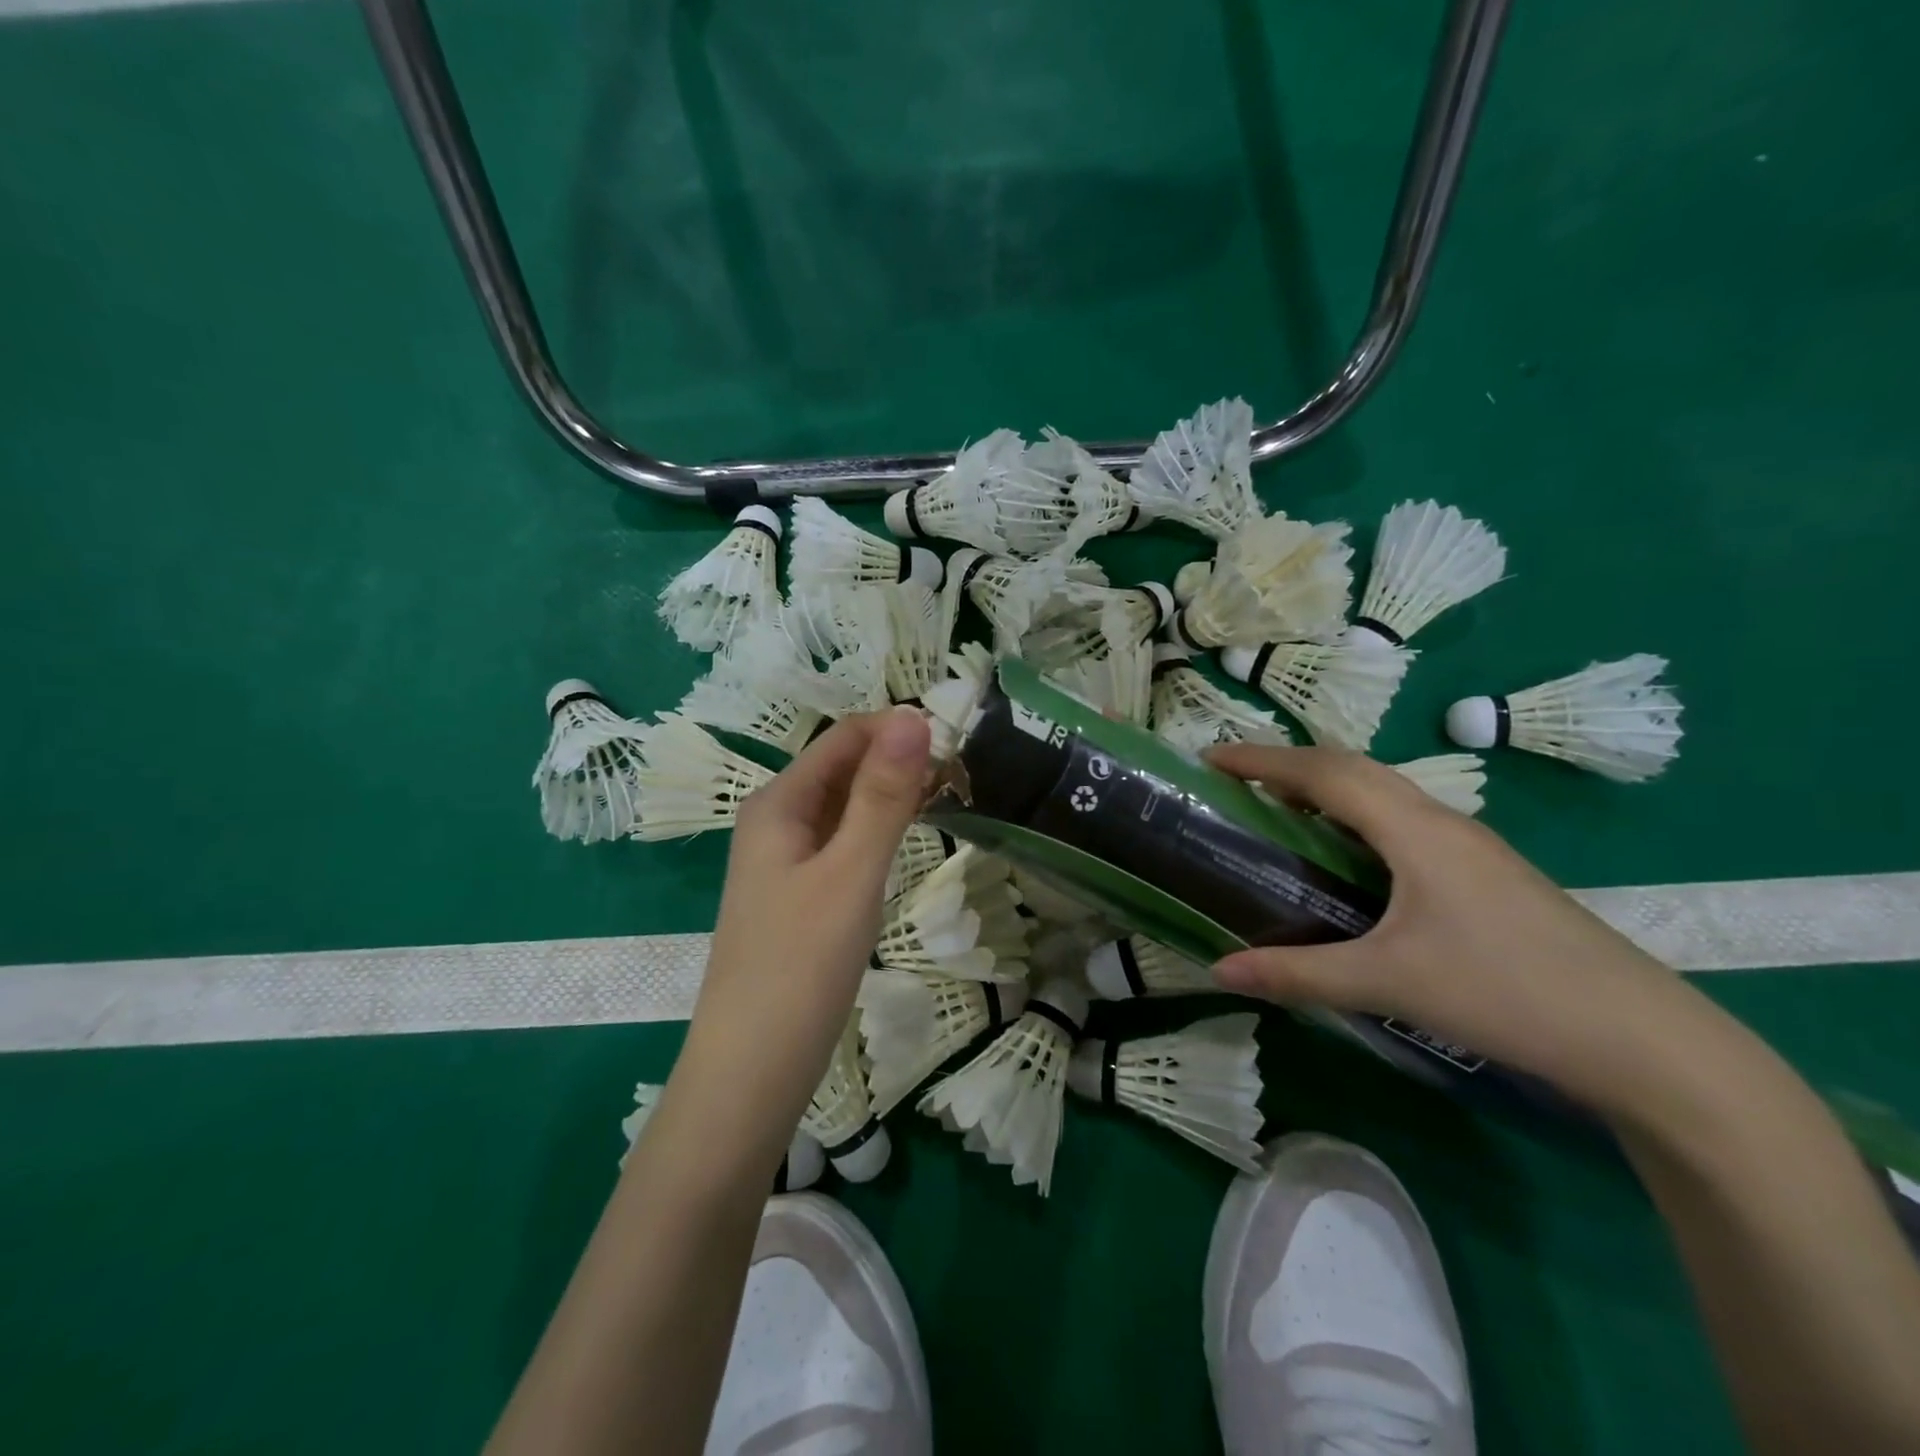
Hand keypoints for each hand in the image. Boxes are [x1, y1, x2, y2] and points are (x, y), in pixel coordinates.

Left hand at [671, 708, 931, 1165]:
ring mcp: (787, 860)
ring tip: (953, 793)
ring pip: (846, 805)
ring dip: (893, 792)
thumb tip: (914, 717)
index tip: (960, 737)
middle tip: (966, 769)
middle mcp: (777, 820)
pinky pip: (844, 841)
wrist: (751, 1073)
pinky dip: (880, 828)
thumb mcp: (850, 874)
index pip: (845, 736)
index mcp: (779, 802)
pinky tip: (911, 836)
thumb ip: (883, 796)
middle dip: (900, 758)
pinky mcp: (801, 894)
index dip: (898, 727)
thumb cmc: (799, 967)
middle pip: (844, 767)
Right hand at [1203, 743, 1698, 1109]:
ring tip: (1279, 810)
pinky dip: (1356, 817)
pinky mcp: (1486, 873)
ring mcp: (1471, 846)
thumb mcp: (1389, 983)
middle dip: (1289, 764)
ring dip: (1326, 788)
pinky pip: (1404, 820)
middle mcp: (1442, 822)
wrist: (1646, 1040)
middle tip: (1236, 780)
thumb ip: (1297, 974)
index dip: (1262, 759)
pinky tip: (1347, 857)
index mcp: (1414, 830)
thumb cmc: (1507, 993)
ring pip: (1383, 792)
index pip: (1323, 773)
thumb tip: (1218, 972)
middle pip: (1353, 768)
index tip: (1210, 757)